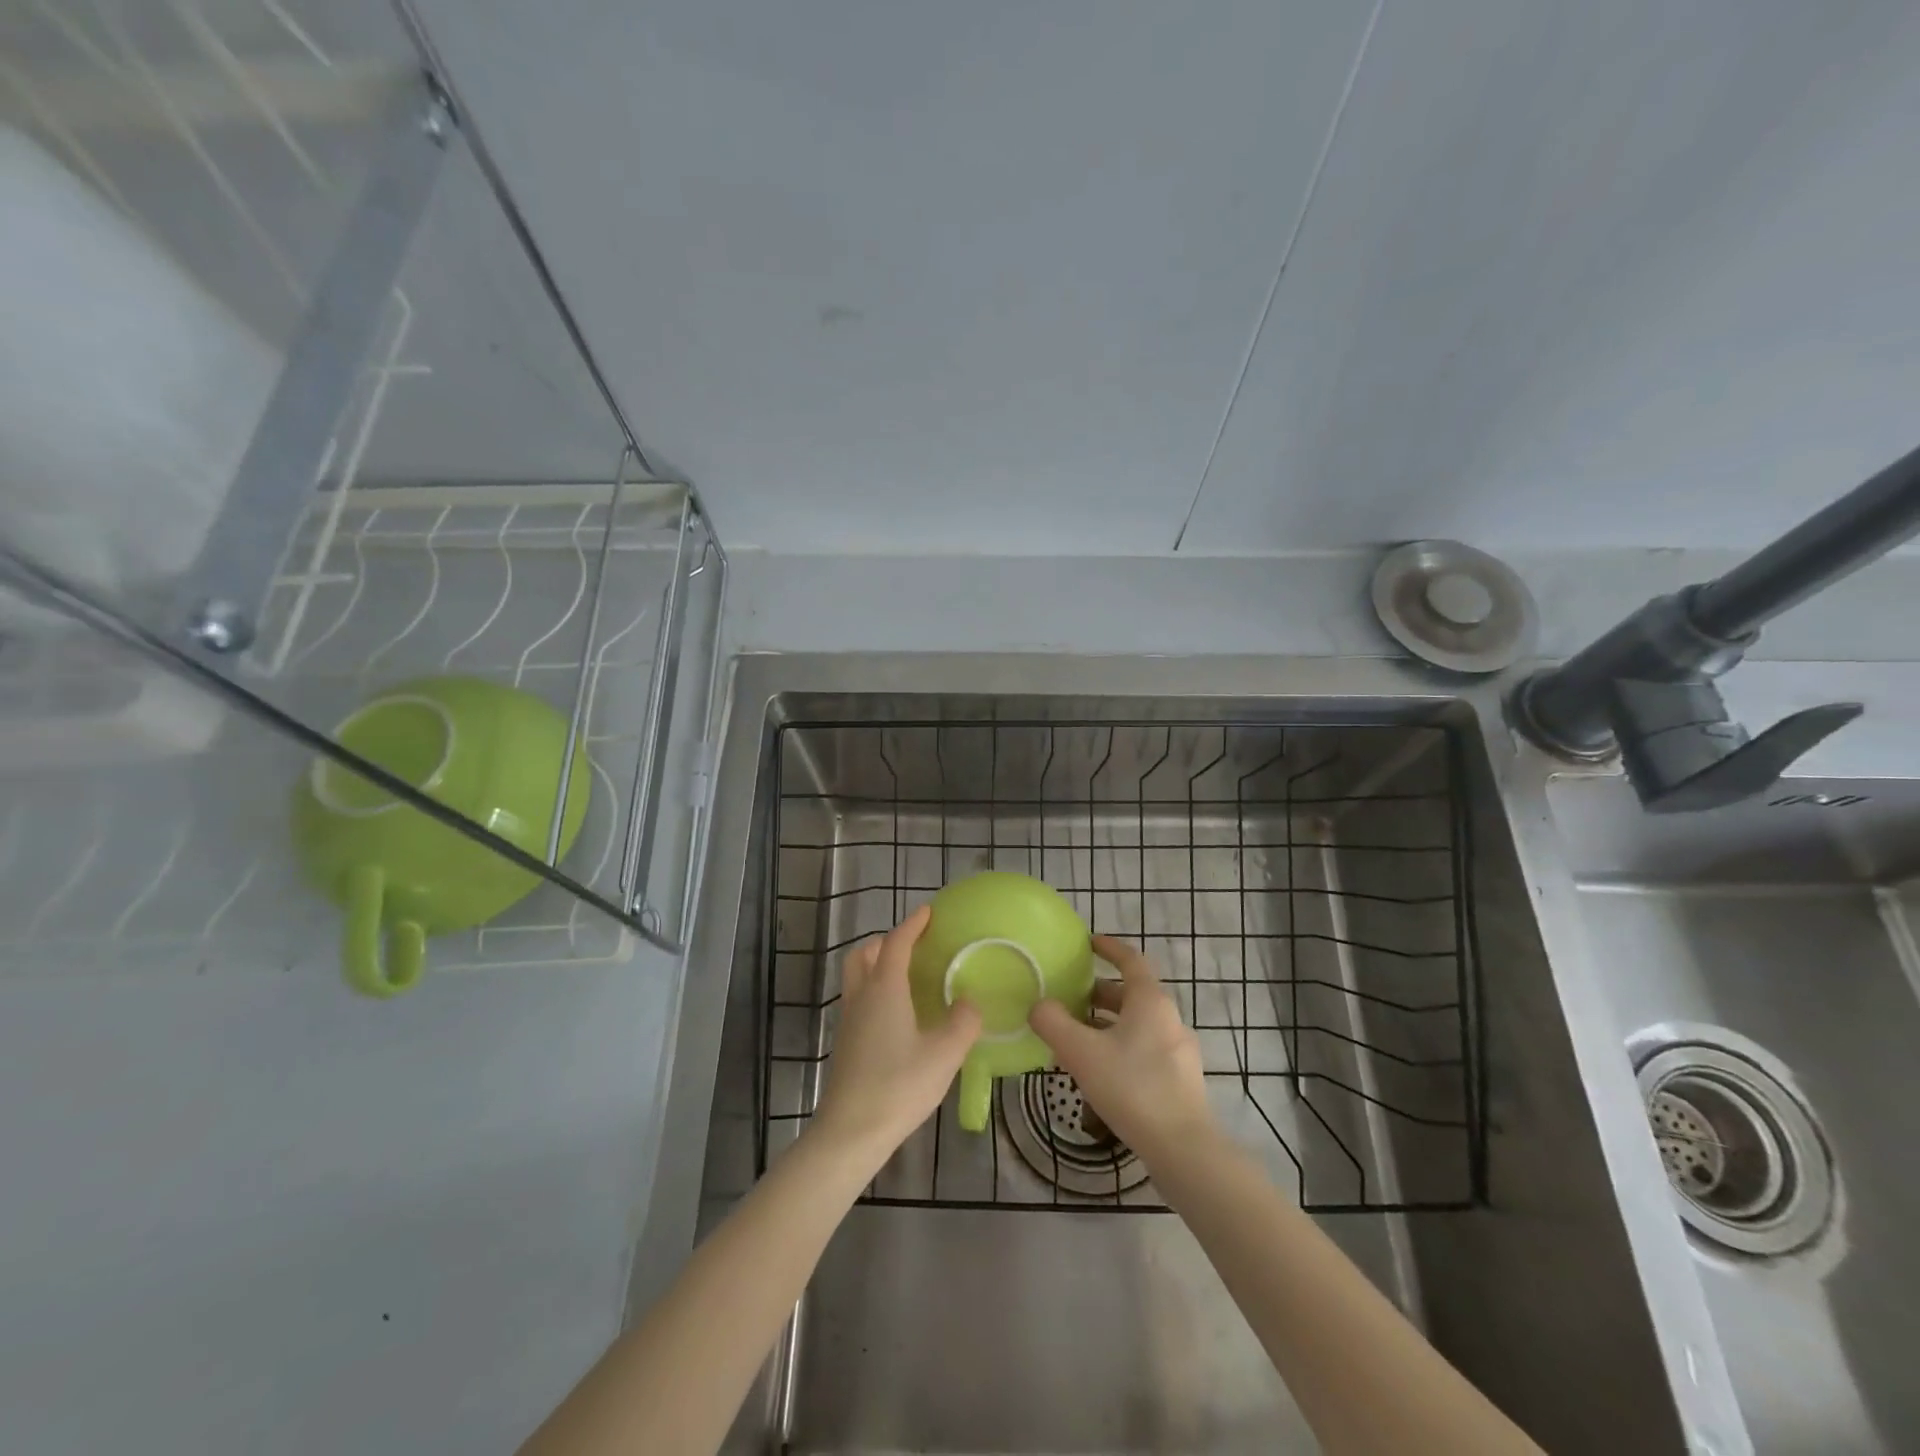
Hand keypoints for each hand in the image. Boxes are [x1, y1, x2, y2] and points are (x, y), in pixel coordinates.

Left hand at [811, 906, 981, 1164]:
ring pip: (856, 976)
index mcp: (884, 989)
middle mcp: (861, 996)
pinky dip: (874, 990)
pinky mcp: (845, 1042)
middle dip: (887, 942)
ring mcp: (848, 1020)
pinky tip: (897, 1014)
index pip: (897, 943)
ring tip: (907, 977)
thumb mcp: (944, 1054)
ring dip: (877, 965)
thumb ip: (962, 1022)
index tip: (928, 912)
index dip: (912, 925)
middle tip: (913, 946)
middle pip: (865, 953)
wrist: (851, 1131)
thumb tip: (968, 1002)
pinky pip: (858, 999)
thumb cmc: (899, 1085)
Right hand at [1029, 935, 1215, 1167]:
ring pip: (1137, 1024)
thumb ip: (1053, 1023)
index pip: (1130, 960)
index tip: (1088, 943)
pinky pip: (1145, 1049)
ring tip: (1077, 1038)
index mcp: (1150, 1001)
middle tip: (1069, 998)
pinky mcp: (1180, 1080)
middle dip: (1099, 993)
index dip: (1109, 948)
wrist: (1182, 1148)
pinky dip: (1120, 1047)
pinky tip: (1100, 1072)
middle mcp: (1169, 1018)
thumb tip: (1038, 1006)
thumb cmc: (1131, 1087)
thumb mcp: (1081, 1052)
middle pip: (1132, 994)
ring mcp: (1179, 1050)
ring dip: (1108, 1023)